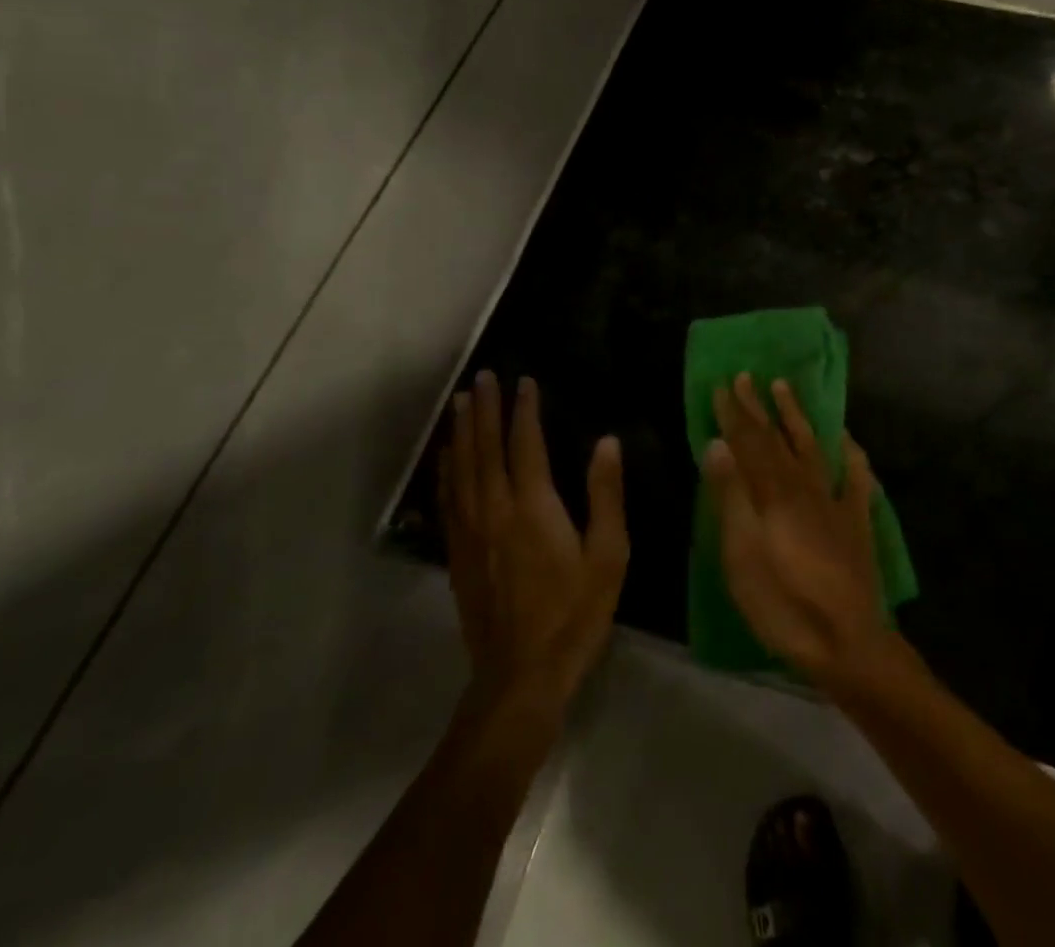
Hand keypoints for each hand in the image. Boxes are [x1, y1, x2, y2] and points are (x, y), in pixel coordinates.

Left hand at [438, 372, 628, 717]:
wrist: (520, 677)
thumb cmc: (574, 614)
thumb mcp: (608, 555)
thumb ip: (606, 495)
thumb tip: (607, 442)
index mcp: (533, 507)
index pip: (525, 444)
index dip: (524, 410)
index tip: (524, 381)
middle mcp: (495, 510)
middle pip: (485, 448)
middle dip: (484, 409)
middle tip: (483, 376)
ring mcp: (470, 533)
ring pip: (461, 469)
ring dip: (461, 432)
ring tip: (460, 402)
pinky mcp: (457, 555)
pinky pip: (448, 499)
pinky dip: (446, 470)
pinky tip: (446, 457)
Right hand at [705, 373, 887, 688]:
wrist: (847, 642)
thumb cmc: (783, 604)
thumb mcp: (742, 556)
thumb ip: (731, 496)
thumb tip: (717, 443)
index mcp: (774, 492)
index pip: (749, 442)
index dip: (734, 413)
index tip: (723, 384)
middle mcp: (805, 485)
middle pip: (777, 438)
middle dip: (759, 407)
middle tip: (746, 376)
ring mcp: (835, 500)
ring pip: (813, 446)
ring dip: (797, 416)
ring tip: (785, 388)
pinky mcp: (857, 520)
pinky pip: (857, 477)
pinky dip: (851, 454)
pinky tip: (847, 439)